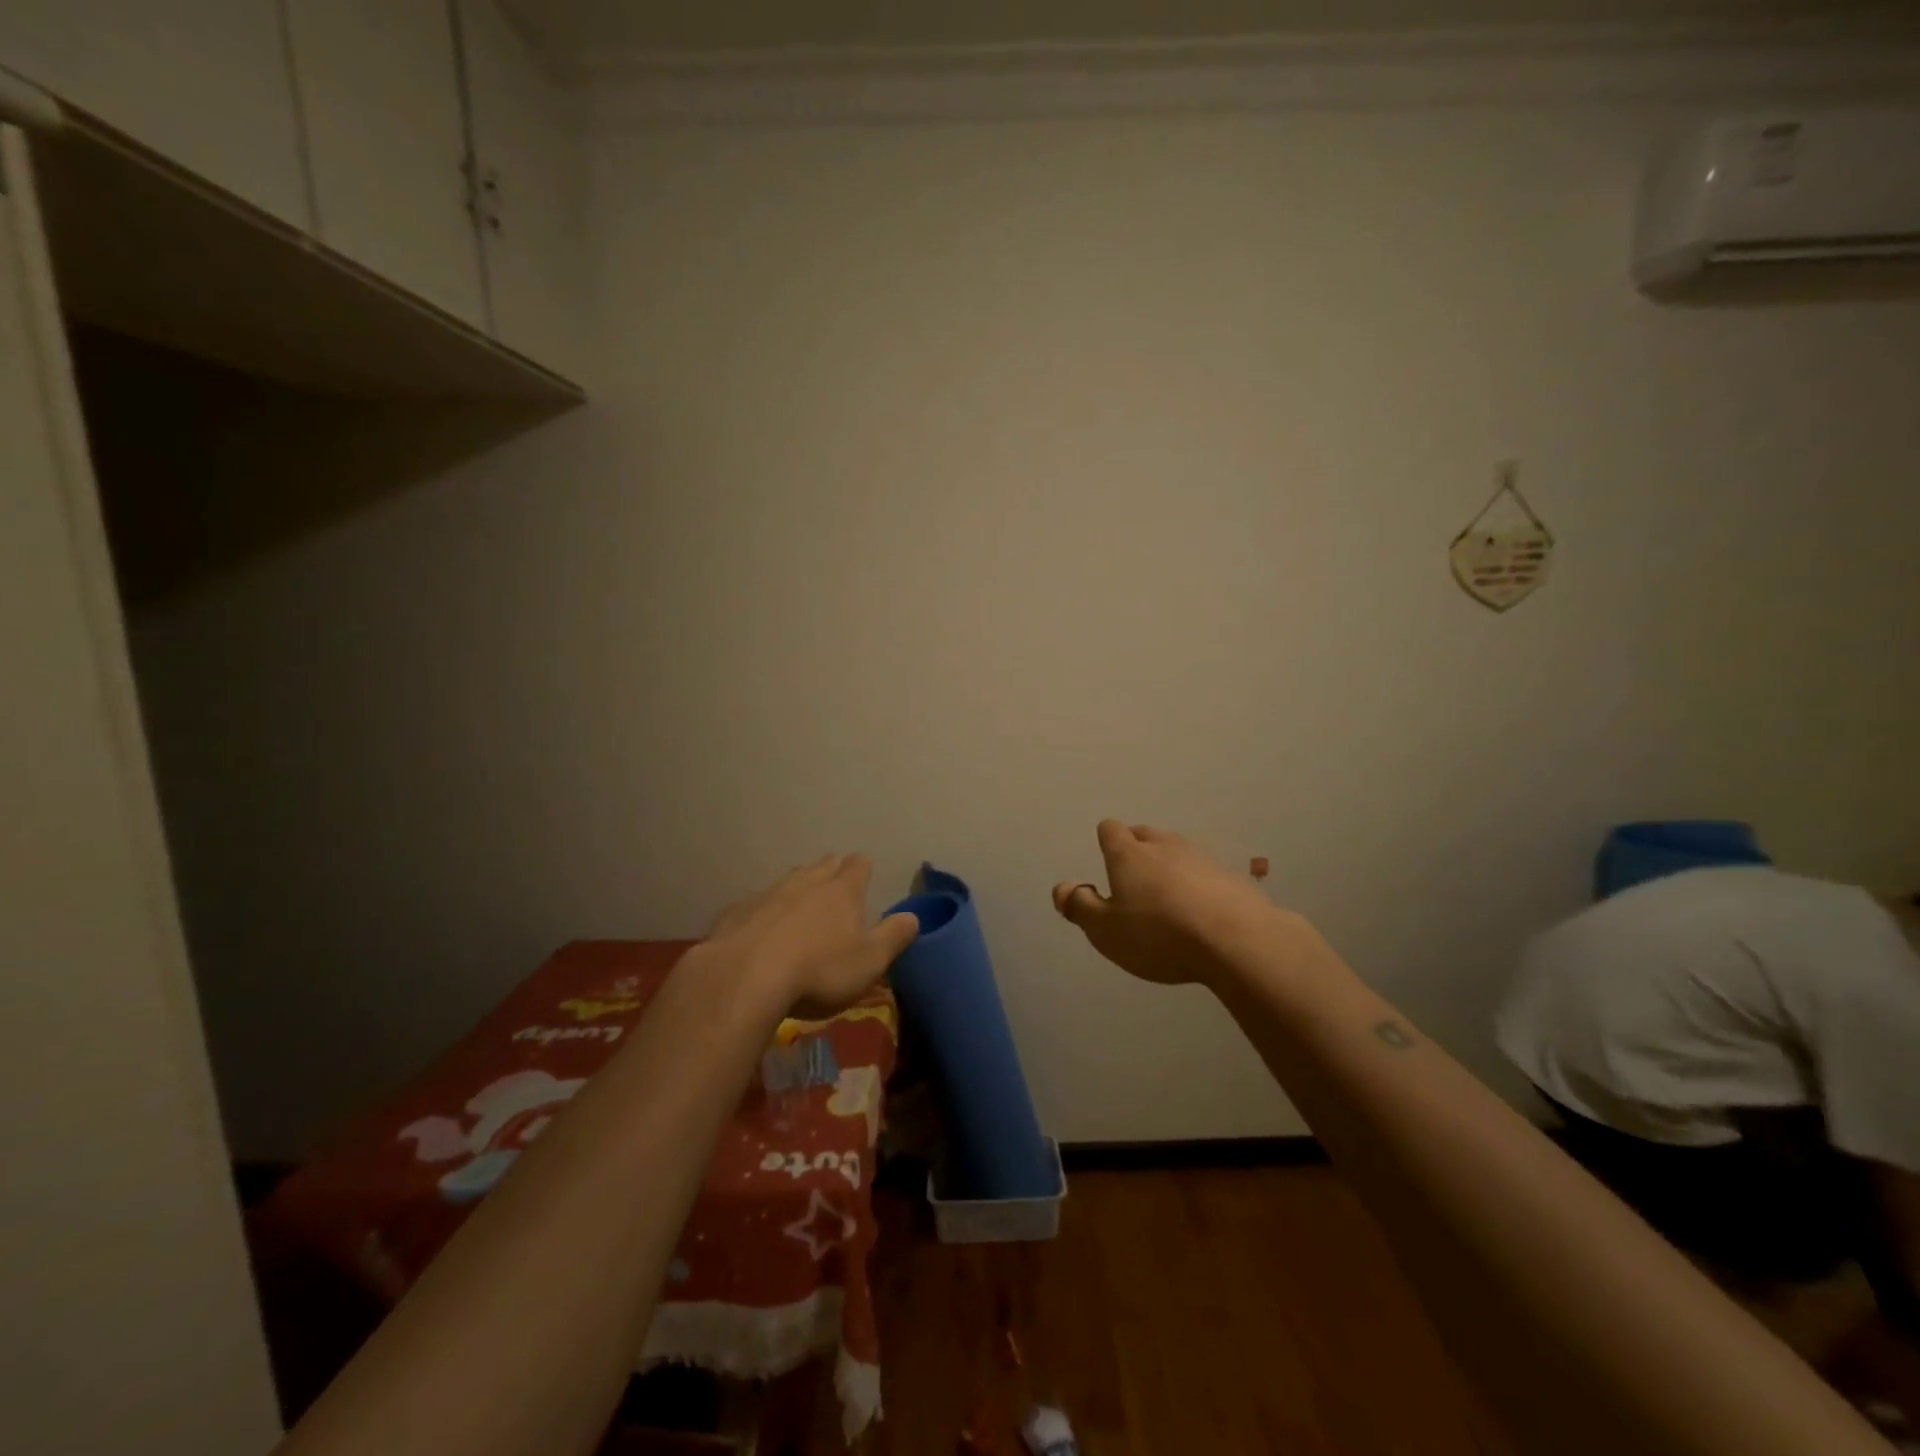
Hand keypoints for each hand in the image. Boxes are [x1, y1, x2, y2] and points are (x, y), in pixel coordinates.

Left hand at [706, 853, 918, 1017]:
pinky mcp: (737, 912)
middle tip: (837, 885)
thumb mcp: (870, 961)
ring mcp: (768, 894)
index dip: (863, 869)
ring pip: (789, 880)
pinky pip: (757, 904)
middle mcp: (806, 882)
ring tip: (801, 905)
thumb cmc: (819, 971)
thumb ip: (894, 937)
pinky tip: (761, 930)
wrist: (744, 978)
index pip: (859, 865)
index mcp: (842, 891)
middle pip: (824, 865)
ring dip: (798, 888)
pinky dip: (765, 912)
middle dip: (832, 870)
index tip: (865, 876)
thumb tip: (913, 916)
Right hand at [1052, 820, 1283, 986]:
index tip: (1106, 864)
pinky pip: (1206, 873)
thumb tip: (1062, 887)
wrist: (1238, 941)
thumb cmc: (1159, 935)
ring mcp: (1202, 858)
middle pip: (1145, 834)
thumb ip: (1080, 906)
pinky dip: (1199, 886)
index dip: (1105, 842)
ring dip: (1169, 867)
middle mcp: (1164, 846)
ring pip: (1177, 851)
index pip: (1110, 829)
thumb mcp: (1105, 931)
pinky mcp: (1232, 877)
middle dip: (1136, 850)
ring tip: (1168, 899)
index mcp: (1128, 854)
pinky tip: (1203, 913)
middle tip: (1133, 881)